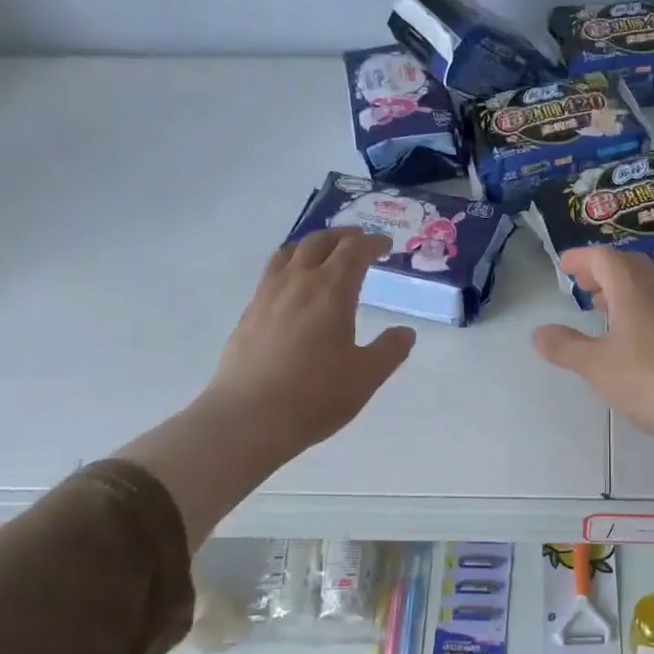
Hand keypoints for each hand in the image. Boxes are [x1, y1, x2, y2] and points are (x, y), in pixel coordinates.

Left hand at [117, 229, 414, 546]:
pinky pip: (272, 274)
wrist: (249, 418)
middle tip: (359, 241)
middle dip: (343, 236)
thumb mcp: (367, 376)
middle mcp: (298, 283)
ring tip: (324, 253)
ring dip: (312, 245)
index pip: (353, 252)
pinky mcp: (249, 314)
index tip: (386, 245)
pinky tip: (294, 286)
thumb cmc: (316, 395)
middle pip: (319, 243)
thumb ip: (390, 350)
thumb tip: (405, 332)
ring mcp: (268, 296)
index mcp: (331, 291)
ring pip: (290, 253)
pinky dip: (290, 265)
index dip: (372, 243)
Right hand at [531, 248, 653, 512]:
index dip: (582, 258)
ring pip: (649, 286)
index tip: (564, 266)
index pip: (605, 258)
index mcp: (633, 290)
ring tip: (602, 310)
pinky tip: (635, 338)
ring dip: (623, 290)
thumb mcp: (596, 366)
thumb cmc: (649, 381)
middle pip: (629, 266)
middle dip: (603, 270)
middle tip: (582, 285)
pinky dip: (641, 308)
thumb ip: (565, 347)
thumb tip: (539, 332)